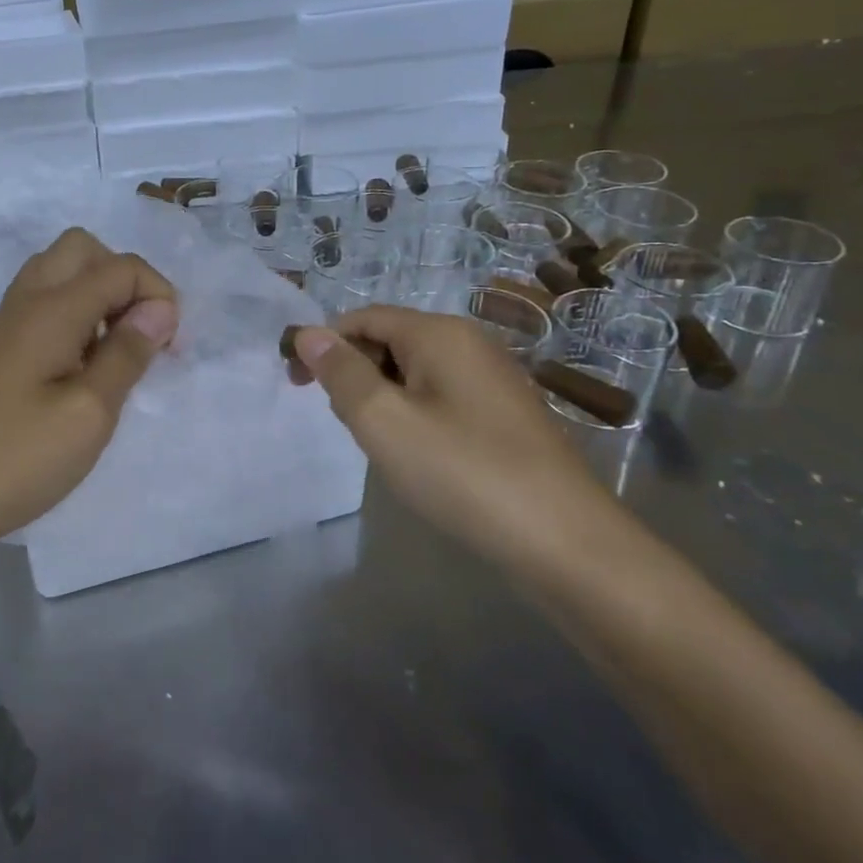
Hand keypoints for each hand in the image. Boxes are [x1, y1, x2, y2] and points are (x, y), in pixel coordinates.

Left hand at [0, 228, 178, 566]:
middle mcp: (27, 302)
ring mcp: (5, 327)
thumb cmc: (10, 459)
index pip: (121, 267)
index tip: (170, 349)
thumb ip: (127, 355)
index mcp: (53, 308)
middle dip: (125, 280)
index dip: (159, 295)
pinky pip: (43, 309)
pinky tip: (78, 373)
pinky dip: (74, 320)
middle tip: (140, 336)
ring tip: (113, 356)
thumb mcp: (88, 415)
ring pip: (60, 275)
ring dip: (98, 299)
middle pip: (83, 250)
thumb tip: (159, 309)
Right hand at [288, 307, 600, 568]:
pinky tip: (419, 456)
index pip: (363, 318)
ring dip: (382, 397)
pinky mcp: (505, 414)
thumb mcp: (384, 421)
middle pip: (389, 340)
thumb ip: (341, 372)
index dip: (323, 344)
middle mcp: (469, 343)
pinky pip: (441, 396)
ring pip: (414, 371)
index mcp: (439, 334)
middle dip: (354, 372)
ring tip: (380, 444)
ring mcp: (493, 379)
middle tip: (345, 424)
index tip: (295, 384)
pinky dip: (414, 413)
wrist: (567, 544)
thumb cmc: (464, 473)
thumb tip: (309, 333)